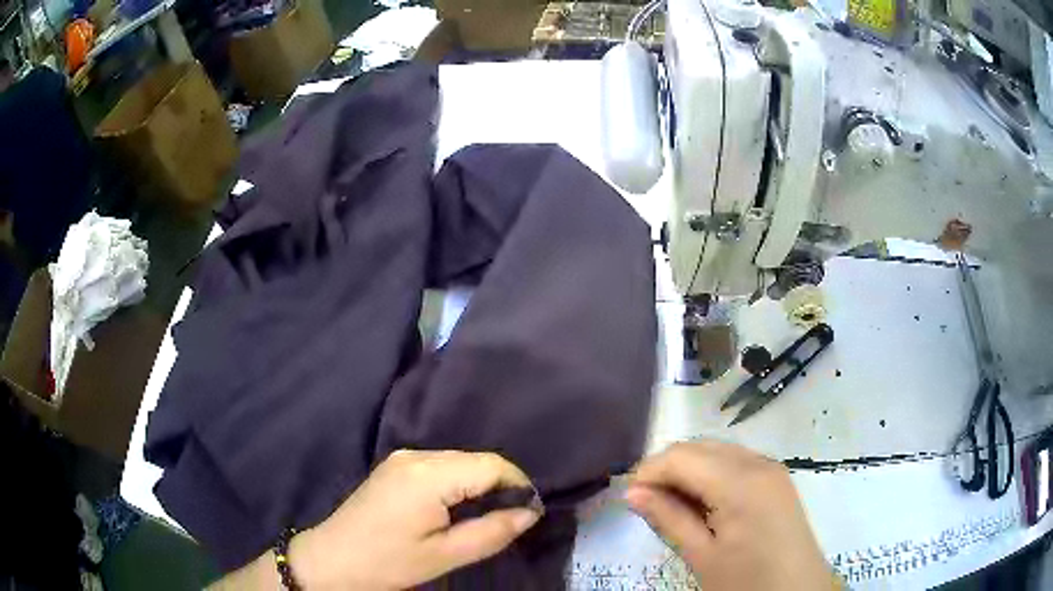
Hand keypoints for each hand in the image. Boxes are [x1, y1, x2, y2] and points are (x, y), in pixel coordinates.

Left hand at [290, 450, 541, 589]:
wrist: (333, 560)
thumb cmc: (388, 562)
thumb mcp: (444, 555)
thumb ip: (491, 532)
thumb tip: (530, 513)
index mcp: (428, 475)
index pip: (490, 464)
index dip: (518, 484)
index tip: (531, 511)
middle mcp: (415, 456)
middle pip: (474, 459)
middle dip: (500, 484)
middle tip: (514, 517)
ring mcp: (401, 458)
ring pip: (458, 461)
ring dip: (479, 483)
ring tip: (489, 515)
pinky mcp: (394, 467)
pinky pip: (440, 466)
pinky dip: (458, 483)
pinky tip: (459, 508)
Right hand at [625, 441, 833, 590]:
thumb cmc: (747, 581)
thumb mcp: (702, 556)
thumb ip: (668, 518)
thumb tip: (632, 493)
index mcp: (740, 481)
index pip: (681, 456)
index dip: (649, 472)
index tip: (630, 498)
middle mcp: (758, 462)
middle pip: (699, 447)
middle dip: (667, 468)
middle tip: (648, 503)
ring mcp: (771, 467)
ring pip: (716, 451)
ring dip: (689, 470)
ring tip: (672, 505)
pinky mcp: (776, 477)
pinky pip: (735, 462)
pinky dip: (711, 474)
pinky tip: (703, 503)